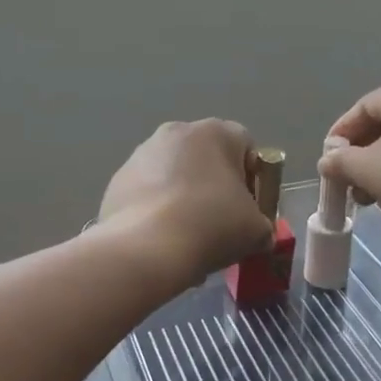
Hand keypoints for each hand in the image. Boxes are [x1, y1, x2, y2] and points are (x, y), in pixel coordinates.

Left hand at [100, 120, 273, 284]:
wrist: (146, 248)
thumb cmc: (211, 226)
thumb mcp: (256, 229)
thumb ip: (262, 223)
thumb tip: (256, 231)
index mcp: (215, 132)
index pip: (245, 145)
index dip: (253, 178)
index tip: (249, 208)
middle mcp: (176, 131)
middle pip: (206, 157)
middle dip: (215, 186)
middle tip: (220, 223)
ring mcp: (142, 153)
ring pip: (174, 173)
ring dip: (184, 196)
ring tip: (187, 236)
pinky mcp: (118, 178)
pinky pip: (148, 191)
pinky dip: (156, 209)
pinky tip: (161, 239)